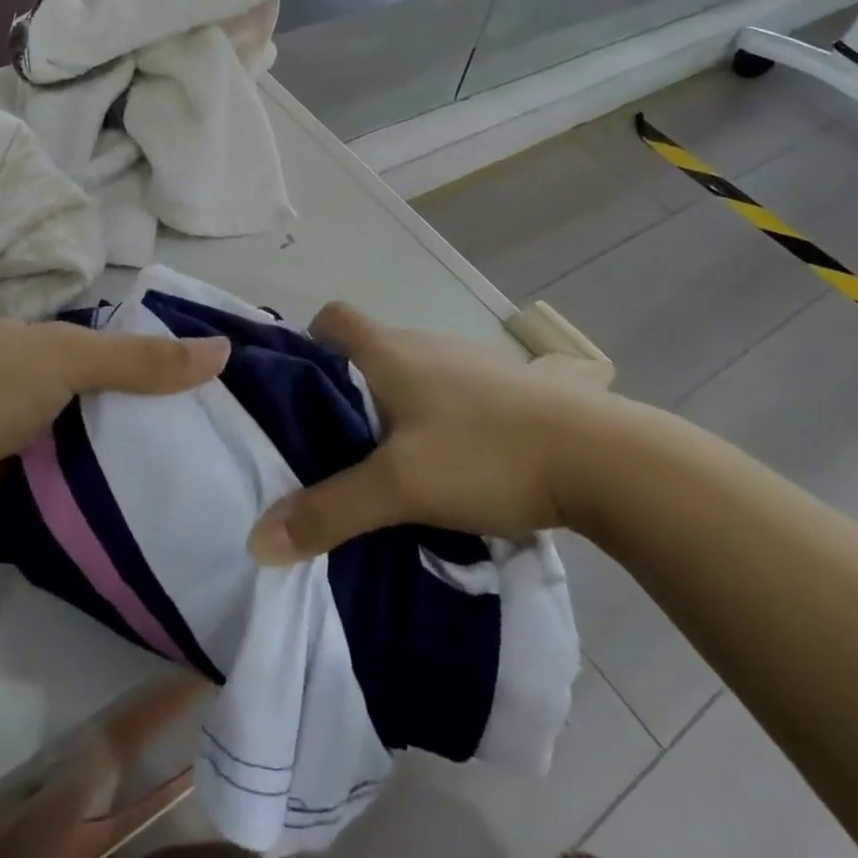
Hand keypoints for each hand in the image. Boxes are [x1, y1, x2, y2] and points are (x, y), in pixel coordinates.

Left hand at [0, 321, 228, 544]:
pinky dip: (88, 489)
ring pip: (80, 438)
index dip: (154, 357)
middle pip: (97, 391)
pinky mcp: (3, 484)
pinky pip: (60, 481)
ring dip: (116, 452)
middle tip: (208, 434)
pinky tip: (134, 503)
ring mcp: (11, 434)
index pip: (108, 343)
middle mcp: (24, 380)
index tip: (208, 382)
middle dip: (141, 409)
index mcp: (36, 341)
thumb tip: (224, 350)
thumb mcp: (69, 360)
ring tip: (185, 471)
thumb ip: (141, 360)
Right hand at [247, 302, 611, 563]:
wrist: (599, 456)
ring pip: (411, 373)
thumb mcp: (400, 487)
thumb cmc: (485, 453)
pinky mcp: (505, 388)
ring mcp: (469, 363)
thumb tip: (257, 539)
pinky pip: (449, 393)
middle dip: (346, 389)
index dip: (309, 344)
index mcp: (391, 351)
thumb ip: (330, 511)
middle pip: (369, 350)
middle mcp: (425, 344)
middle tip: (334, 445)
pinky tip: (450, 464)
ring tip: (388, 463)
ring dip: (394, 407)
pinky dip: (436, 418)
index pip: (333, 317)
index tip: (301, 391)